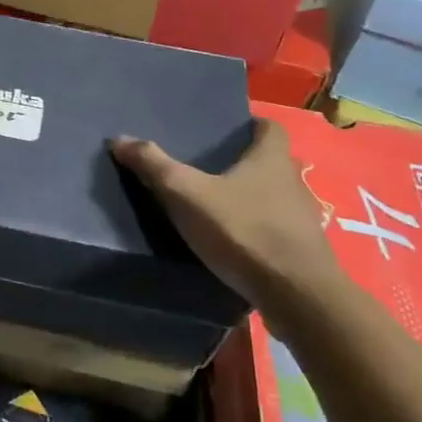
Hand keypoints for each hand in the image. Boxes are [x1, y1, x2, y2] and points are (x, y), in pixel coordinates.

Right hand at [111, 119, 344, 311]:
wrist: (297, 296)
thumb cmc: (244, 231)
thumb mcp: (188, 195)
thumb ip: (154, 166)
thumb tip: (119, 138)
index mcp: (271, 159)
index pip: (270, 127)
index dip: (249, 125)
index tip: (224, 131)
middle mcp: (293, 182)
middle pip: (270, 162)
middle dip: (243, 163)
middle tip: (206, 168)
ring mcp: (302, 219)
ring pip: (273, 198)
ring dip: (249, 199)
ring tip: (214, 207)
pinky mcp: (302, 252)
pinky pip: (275, 230)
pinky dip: (256, 230)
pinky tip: (232, 243)